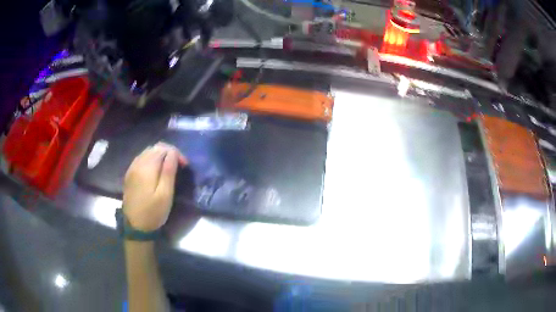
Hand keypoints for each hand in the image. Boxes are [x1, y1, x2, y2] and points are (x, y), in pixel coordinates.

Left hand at [123, 142, 187, 231]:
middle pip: (155, 148)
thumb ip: (169, 171)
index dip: (176, 153)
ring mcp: (132, 168)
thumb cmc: (153, 212)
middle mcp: (137, 163)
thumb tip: (173, 153)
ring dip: (160, 155)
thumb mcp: (165, 195)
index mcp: (146, 167)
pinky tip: (156, 170)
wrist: (136, 227)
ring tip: (169, 167)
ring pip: (147, 152)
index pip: (163, 149)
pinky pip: (141, 159)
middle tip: (179, 165)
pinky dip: (151, 159)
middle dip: (169, 152)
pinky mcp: (129, 174)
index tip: (185, 165)